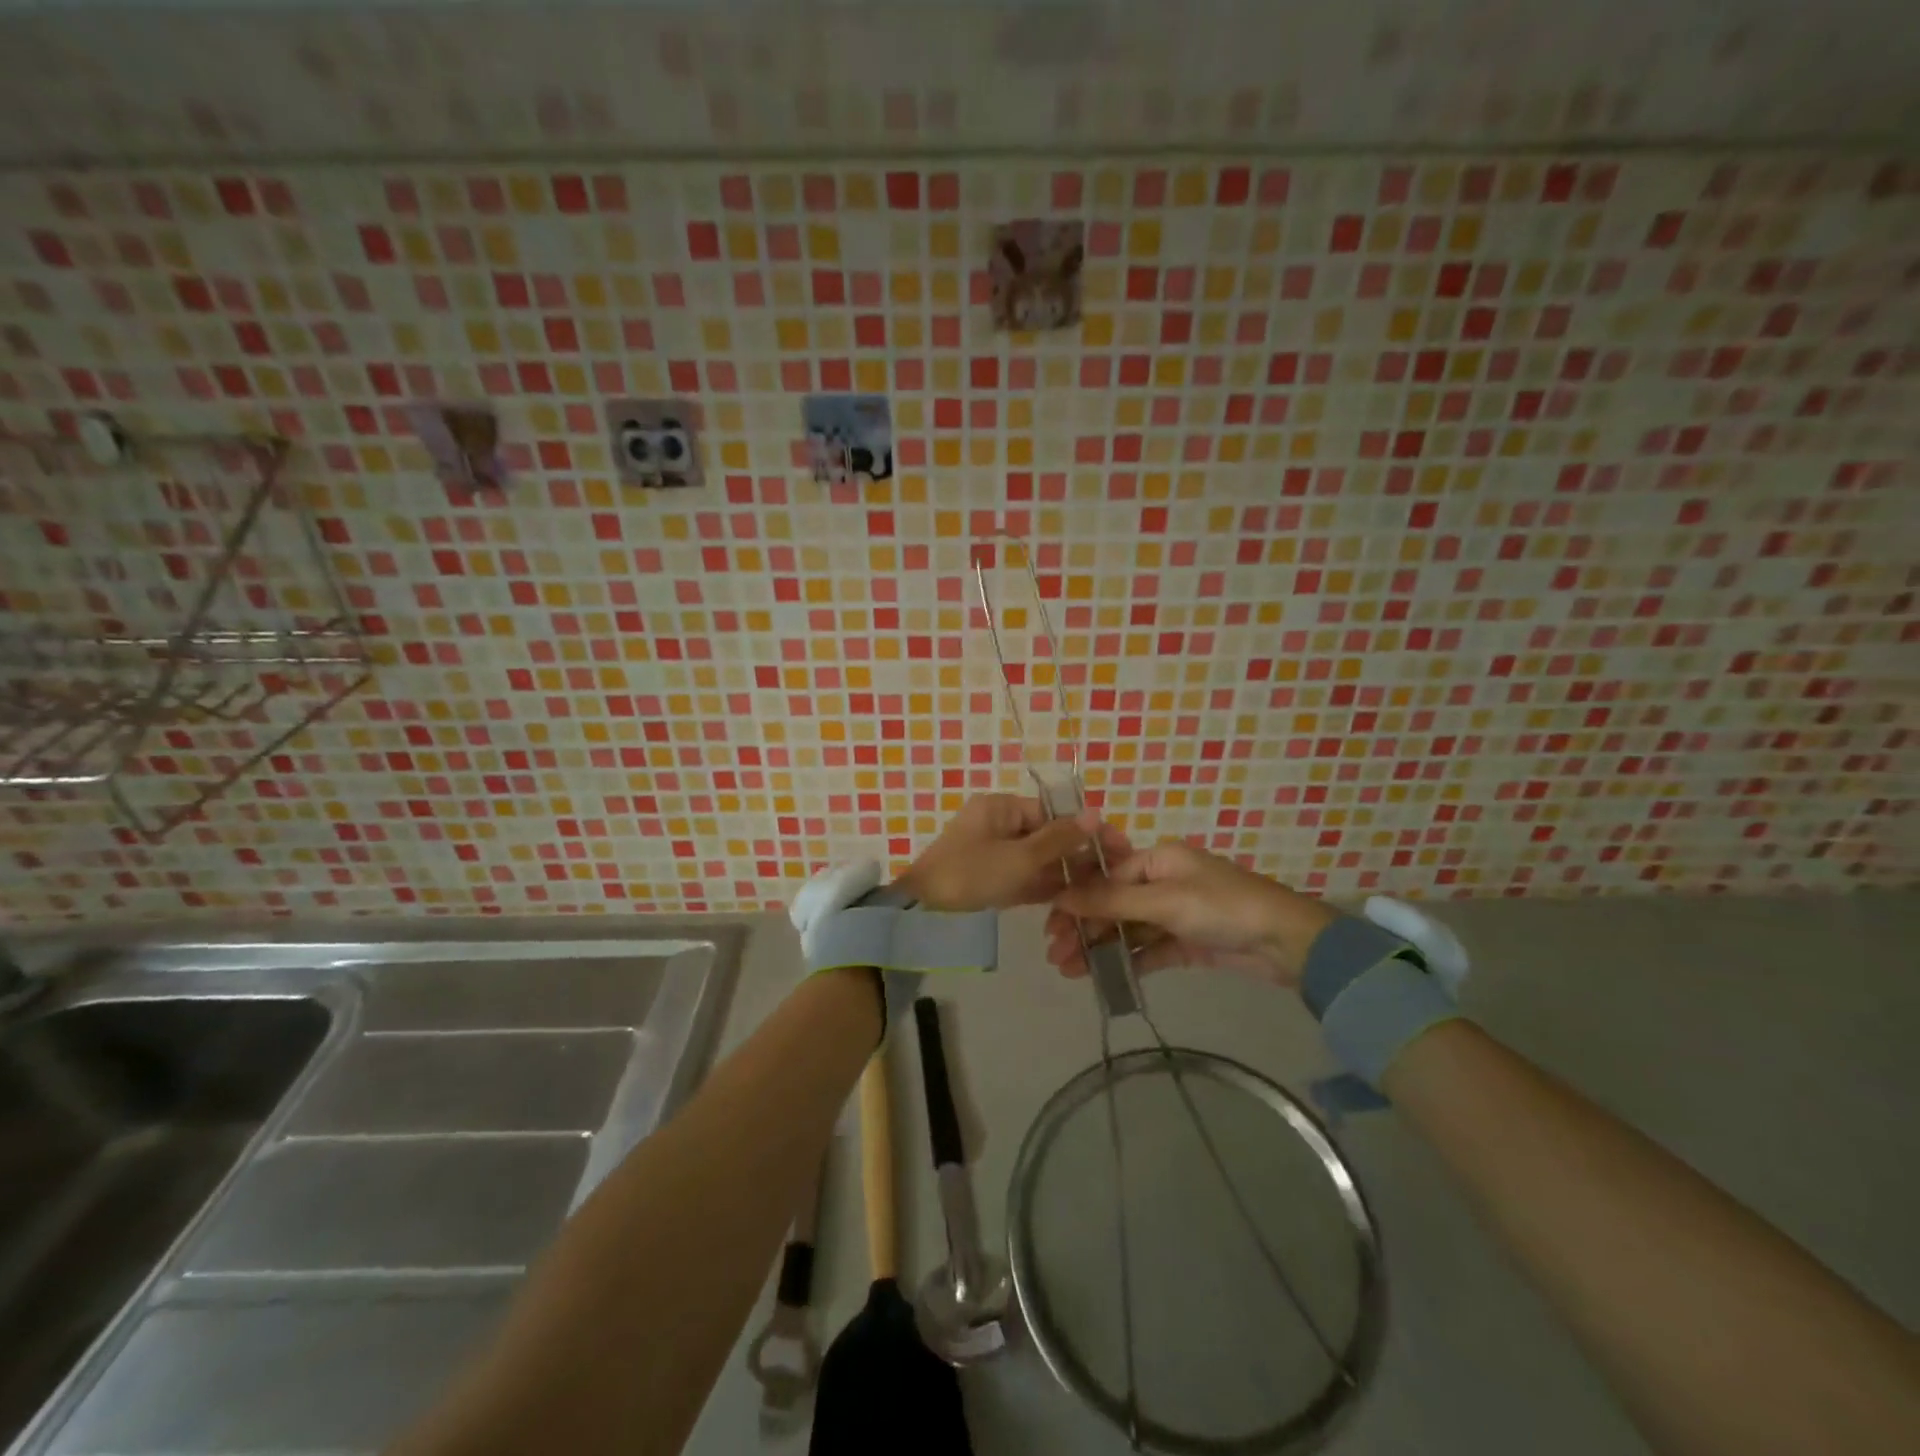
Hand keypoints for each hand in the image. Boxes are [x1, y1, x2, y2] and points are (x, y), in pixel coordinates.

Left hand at [896, 795, 1117, 911]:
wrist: (922, 912)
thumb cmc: (971, 875)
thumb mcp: (1020, 858)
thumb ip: (1059, 839)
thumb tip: (1095, 814)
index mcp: (1000, 807)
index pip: (1051, 812)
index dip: (1085, 829)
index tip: (1117, 846)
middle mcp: (996, 824)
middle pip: (1045, 835)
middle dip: (1077, 854)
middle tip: (1113, 873)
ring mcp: (991, 852)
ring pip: (1036, 859)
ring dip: (1064, 873)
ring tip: (1100, 889)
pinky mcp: (989, 878)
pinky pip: (1023, 877)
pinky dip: (1043, 887)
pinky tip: (1072, 901)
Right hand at [1045, 839, 1336, 989]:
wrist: (1285, 943)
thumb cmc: (1221, 908)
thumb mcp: (1163, 900)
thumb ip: (1110, 901)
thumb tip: (1060, 897)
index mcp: (1157, 859)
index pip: (1106, 878)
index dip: (1077, 901)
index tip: (1051, 926)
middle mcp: (1163, 882)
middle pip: (1112, 905)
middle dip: (1083, 928)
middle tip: (1055, 956)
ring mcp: (1175, 914)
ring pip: (1126, 930)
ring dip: (1099, 947)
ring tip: (1069, 971)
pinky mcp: (1185, 943)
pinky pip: (1147, 950)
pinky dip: (1125, 961)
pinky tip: (1101, 976)